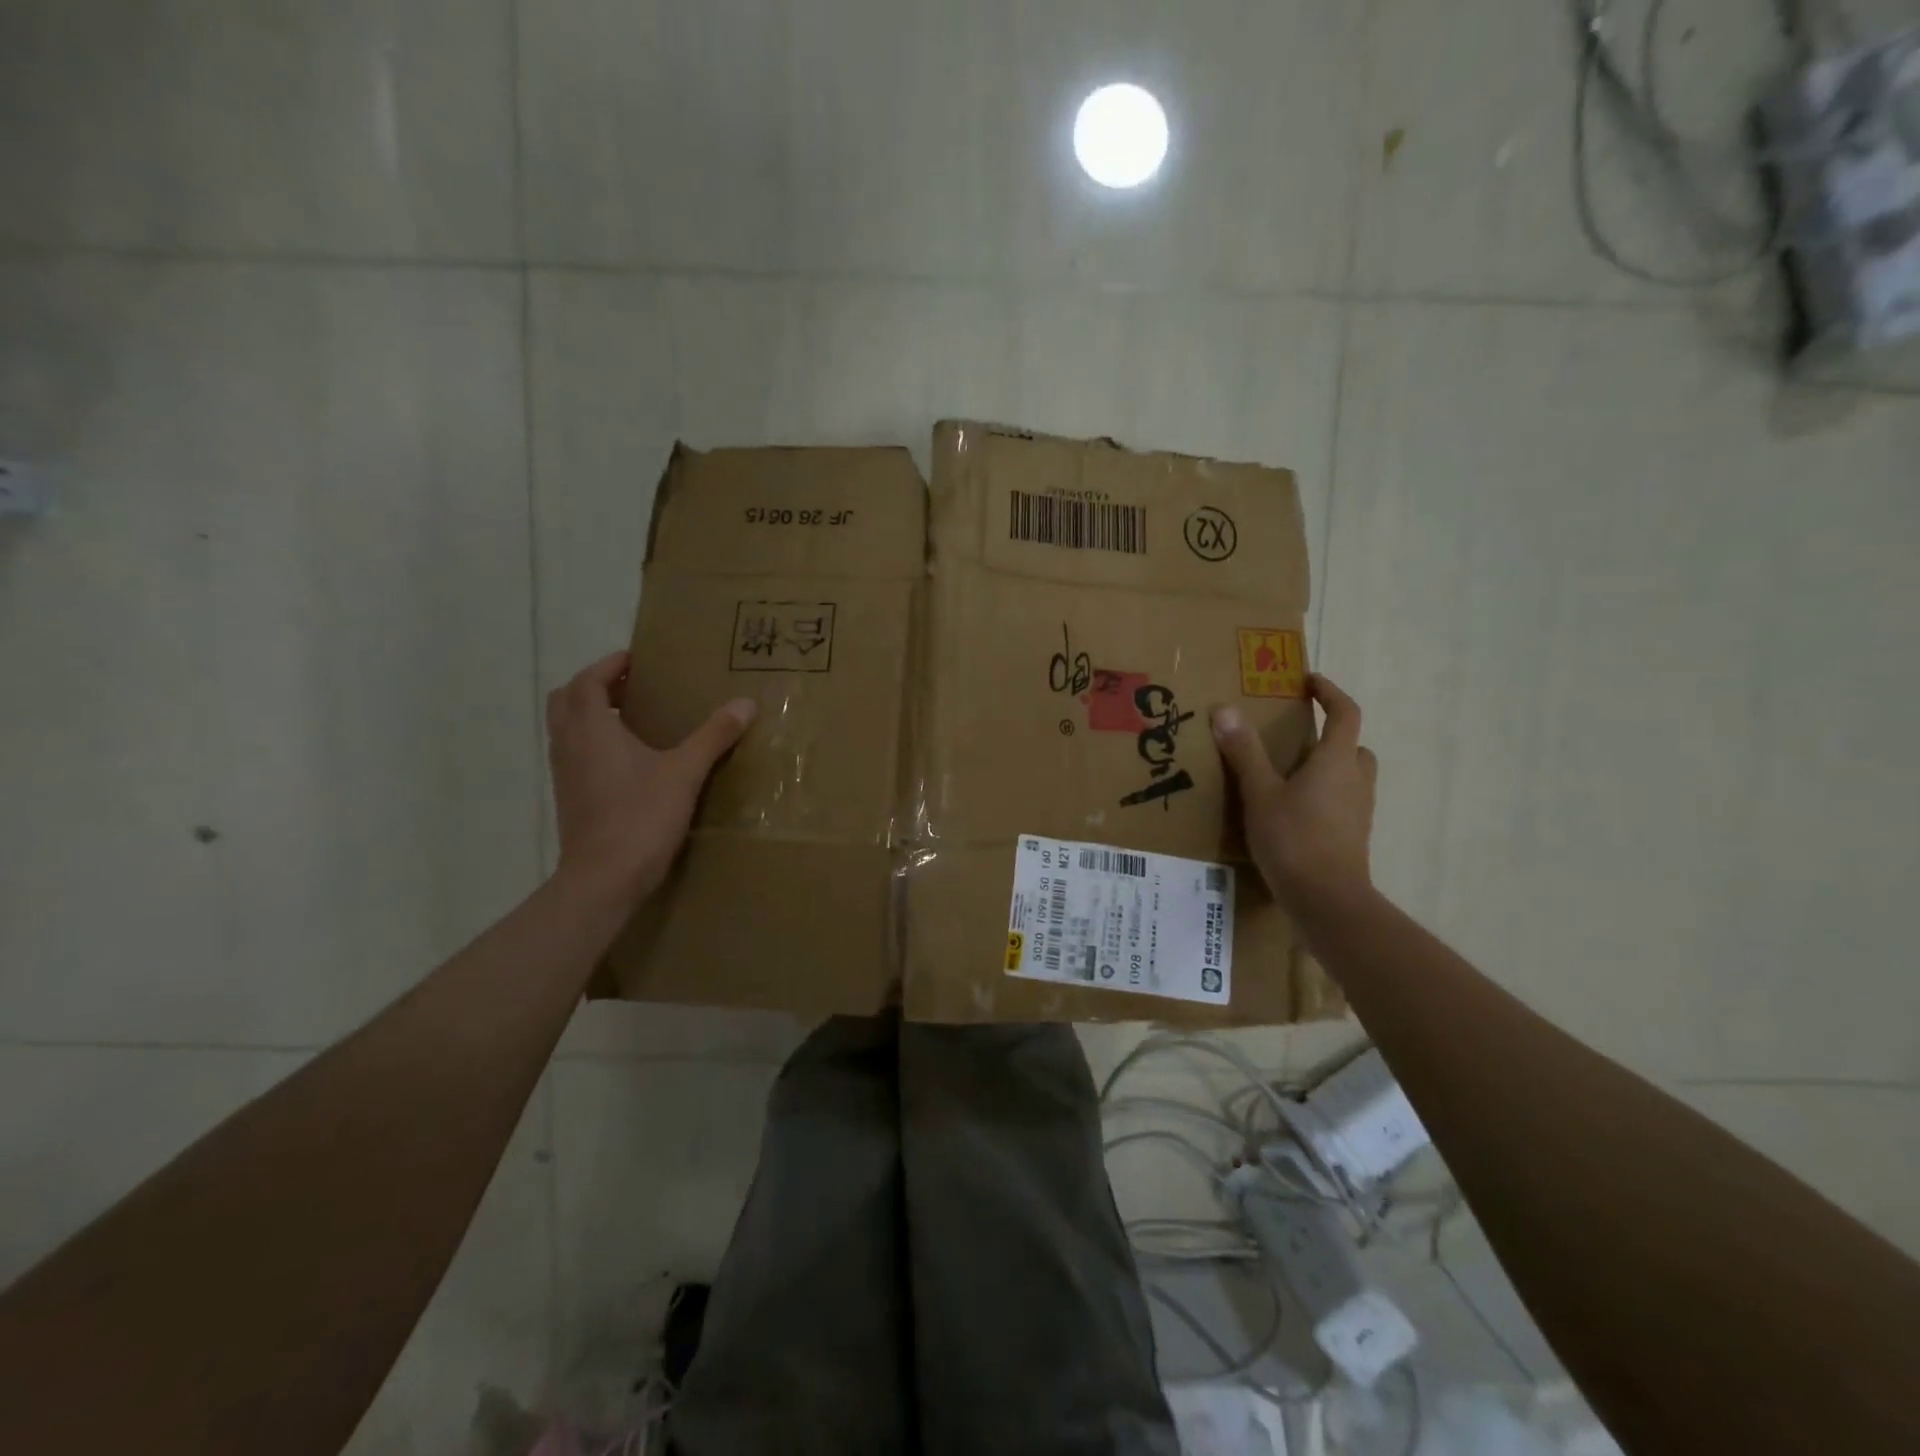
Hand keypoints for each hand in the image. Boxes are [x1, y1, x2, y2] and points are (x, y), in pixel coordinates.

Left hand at [546, 651, 755, 904]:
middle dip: (596, 686)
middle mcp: (569, 746)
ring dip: (592, 715)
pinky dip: (594, 744)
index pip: (587, 681)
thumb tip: (746, 703)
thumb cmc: (640, 817)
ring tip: (633, 720)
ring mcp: (565, 775)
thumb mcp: (685, 772)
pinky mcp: (570, 799)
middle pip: (567, 700)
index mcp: (591, 730)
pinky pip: (575, 756)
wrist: (603, 879)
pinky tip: (630, 762)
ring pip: (567, 729)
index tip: (636, 660)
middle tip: (632, 688)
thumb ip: (713, 735)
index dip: (608, 665)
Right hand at [1211, 675, 1377, 913]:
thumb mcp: (1260, 793)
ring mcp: (1358, 812)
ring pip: (1349, 776)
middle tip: (1296, 737)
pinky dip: (1323, 797)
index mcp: (1336, 761)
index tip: (1308, 682)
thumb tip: (1225, 709)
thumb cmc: (1294, 839)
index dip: (1329, 692)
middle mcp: (1355, 780)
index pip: (1345, 713)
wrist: (1327, 901)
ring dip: (1327, 767)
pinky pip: (1341, 803)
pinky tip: (1292, 812)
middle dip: (1331, 735)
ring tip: (1288, 775)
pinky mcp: (1352, 837)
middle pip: (1353, 746)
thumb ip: (1244, 752)